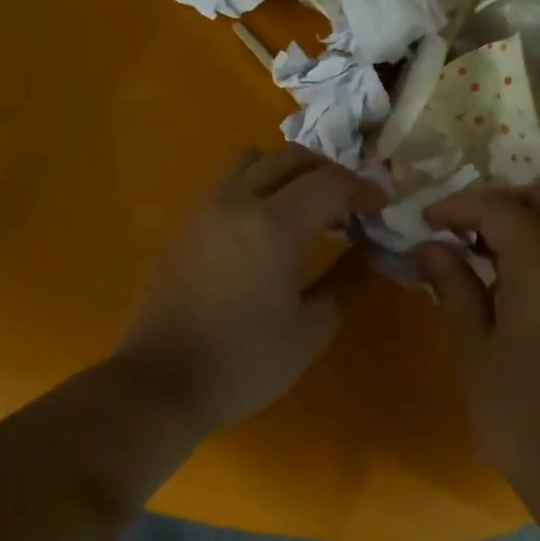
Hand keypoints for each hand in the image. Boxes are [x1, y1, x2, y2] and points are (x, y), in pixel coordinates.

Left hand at [116, 145, 384, 432]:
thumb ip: (343, 283)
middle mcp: (236, 201)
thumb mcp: (309, 331)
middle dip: (327, 172)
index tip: (379, 208)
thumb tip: (363, 254)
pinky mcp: (181, 225)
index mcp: (274, 225)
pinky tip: (259, 225)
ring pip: (251, 162)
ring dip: (285, 171)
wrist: (160, 382)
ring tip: (301, 204)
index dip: (362, 189)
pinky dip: (253, 187)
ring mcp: (203, 209)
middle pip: (290, 158)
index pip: (329, 182)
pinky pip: (224, 184)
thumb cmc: (243, 362)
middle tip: (346, 204)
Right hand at [414, 185, 539, 486]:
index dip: (458, 206)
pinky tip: (507, 283)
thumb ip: (452, 286)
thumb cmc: (519, 411)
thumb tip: (430, 247)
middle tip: (457, 230)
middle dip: (496, 202)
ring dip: (520, 222)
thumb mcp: (472, 346)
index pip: (498, 207)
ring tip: (475, 255)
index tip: (426, 222)